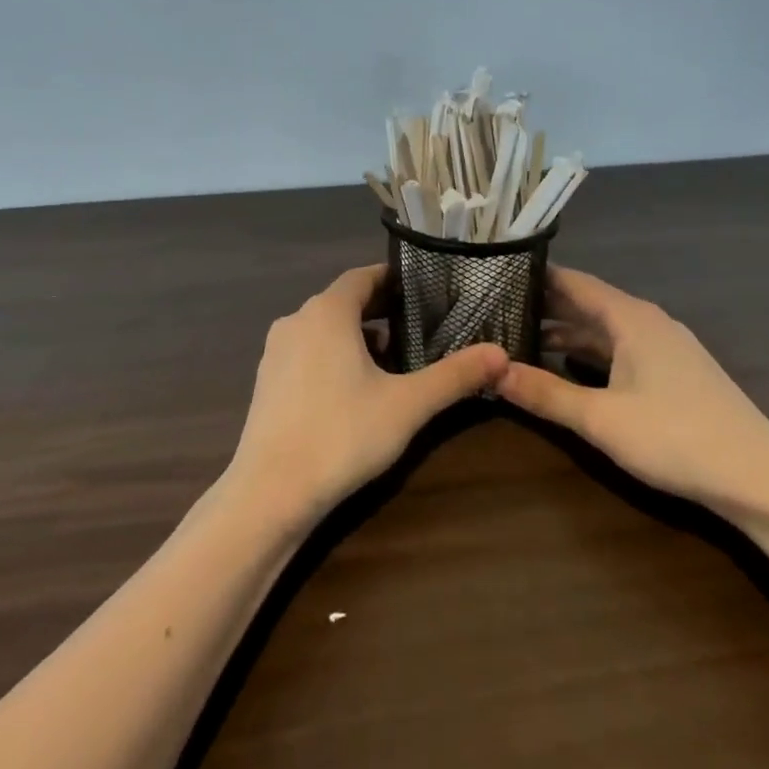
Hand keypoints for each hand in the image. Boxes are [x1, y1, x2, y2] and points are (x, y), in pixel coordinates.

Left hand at [224, 265, 508, 531]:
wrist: (270, 492)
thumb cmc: (342, 435)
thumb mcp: (408, 404)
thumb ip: (455, 375)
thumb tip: (502, 353)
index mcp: (327, 312)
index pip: (363, 276)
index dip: (394, 279)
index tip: (424, 289)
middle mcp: (296, 320)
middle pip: (343, 301)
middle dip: (380, 309)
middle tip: (419, 325)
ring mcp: (276, 352)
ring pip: (323, 329)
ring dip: (357, 335)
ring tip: (393, 359)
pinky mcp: (267, 381)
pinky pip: (306, 352)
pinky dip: (333, 356)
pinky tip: (354, 389)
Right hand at [493, 266, 768, 515]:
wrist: (760, 479)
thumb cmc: (675, 438)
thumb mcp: (600, 419)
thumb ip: (544, 393)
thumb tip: (491, 371)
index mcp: (630, 318)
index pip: (573, 281)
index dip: (535, 277)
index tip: (495, 275)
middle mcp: (648, 322)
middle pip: (588, 302)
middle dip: (545, 305)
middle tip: (496, 308)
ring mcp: (665, 347)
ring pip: (605, 328)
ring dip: (566, 330)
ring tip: (520, 336)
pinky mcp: (675, 373)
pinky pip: (621, 348)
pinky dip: (589, 351)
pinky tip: (568, 365)